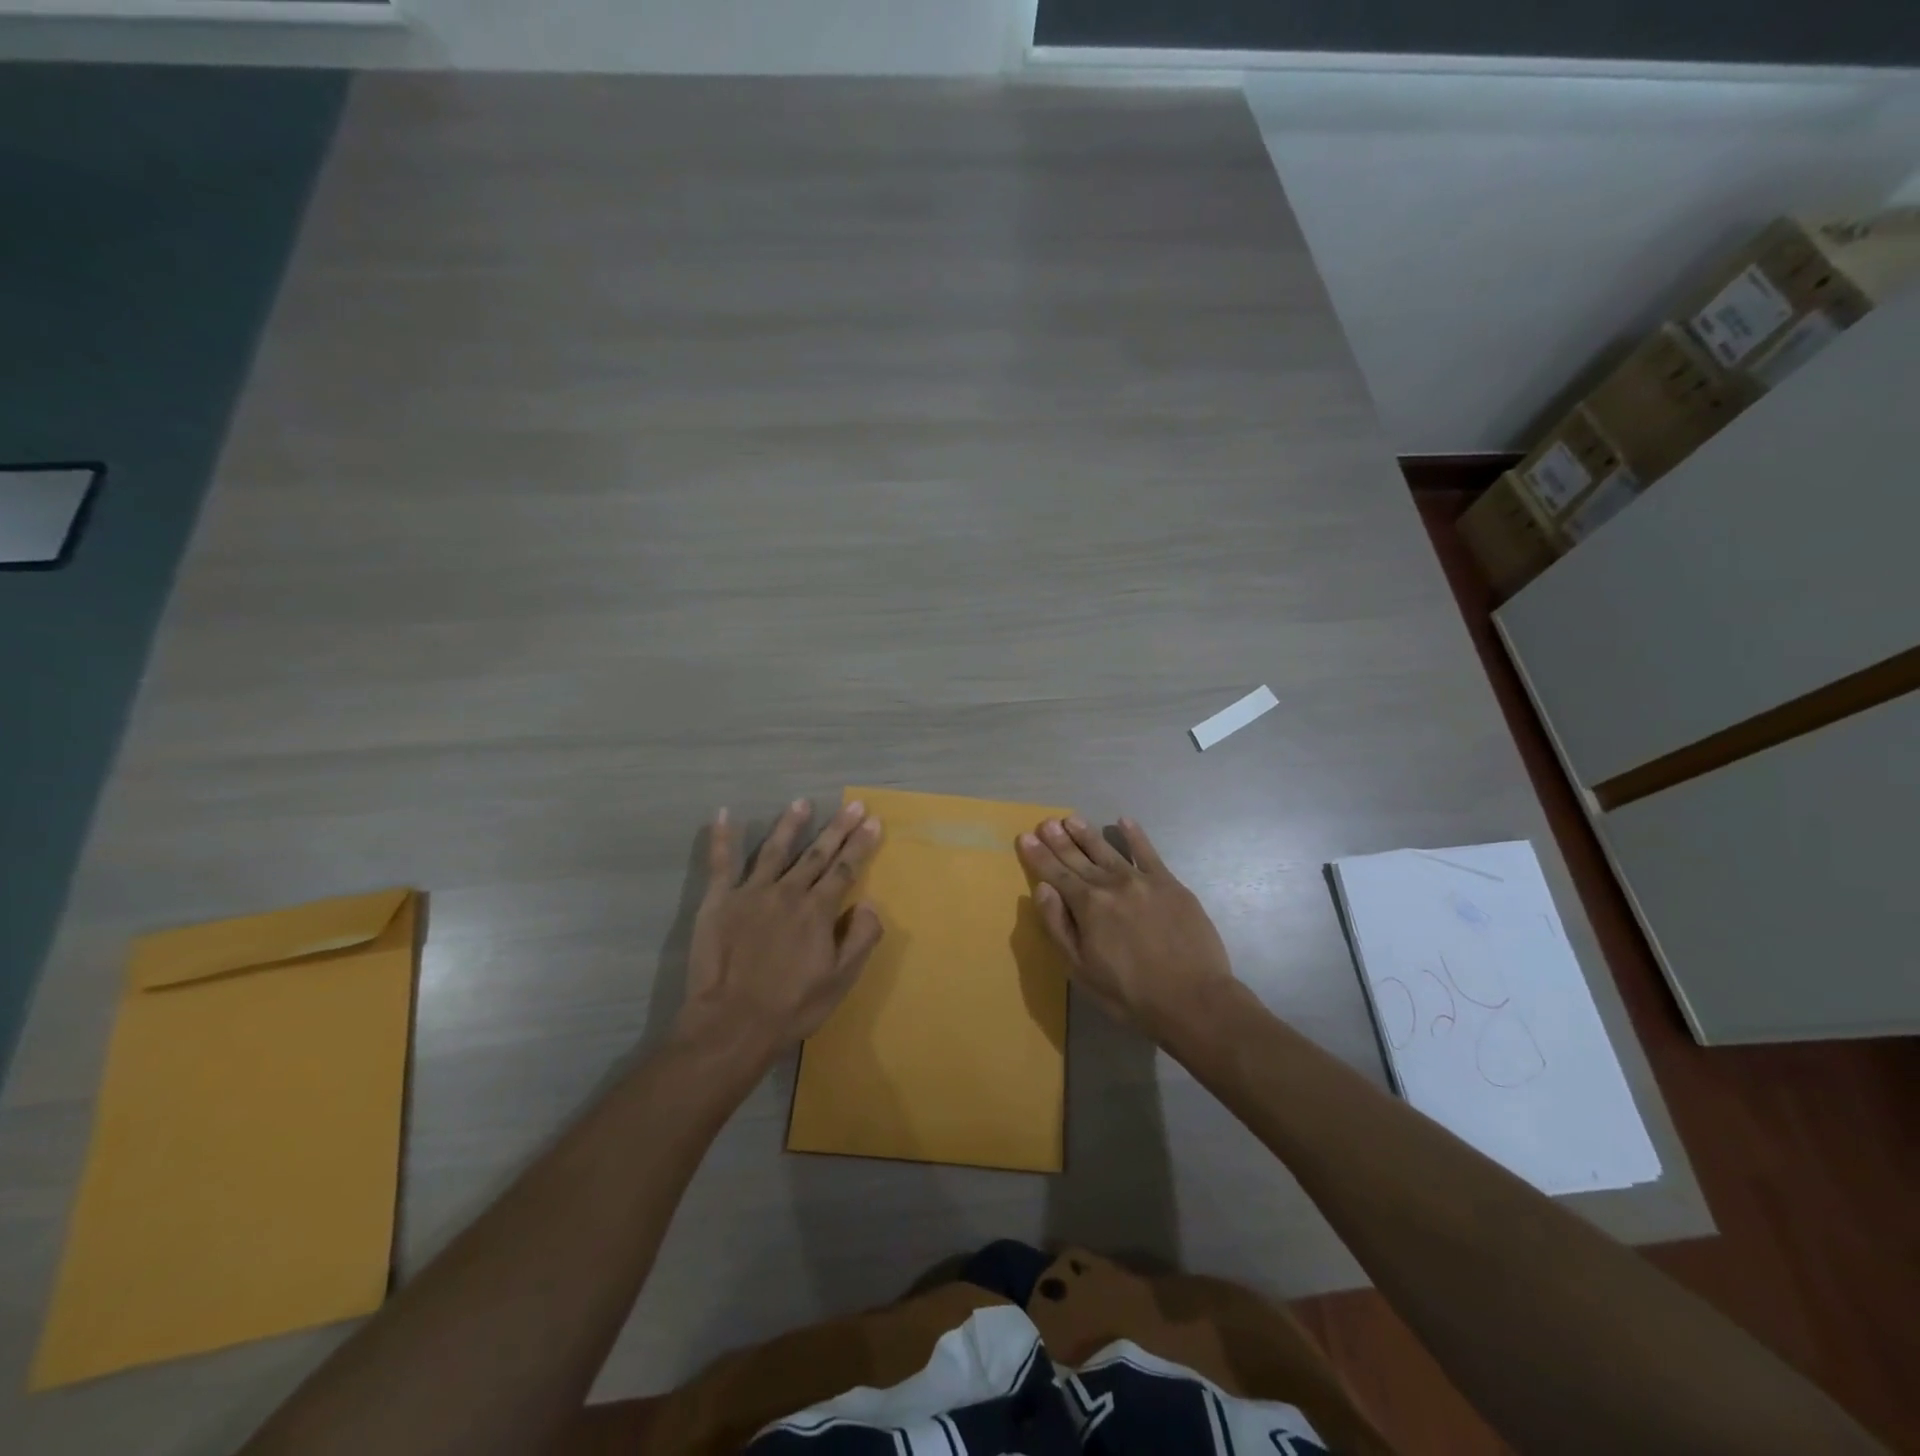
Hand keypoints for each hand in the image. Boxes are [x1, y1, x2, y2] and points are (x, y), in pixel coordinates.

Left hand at [675, 799, 884, 1066]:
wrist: (731, 1024)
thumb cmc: (792, 1006)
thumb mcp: (841, 980)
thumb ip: (861, 938)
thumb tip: (870, 902)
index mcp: (818, 910)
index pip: (845, 869)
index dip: (861, 844)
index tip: (873, 821)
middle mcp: (788, 892)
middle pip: (816, 853)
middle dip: (837, 828)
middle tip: (853, 804)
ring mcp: (751, 893)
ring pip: (774, 849)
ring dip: (791, 824)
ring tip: (802, 802)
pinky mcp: (719, 901)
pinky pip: (721, 863)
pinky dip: (723, 837)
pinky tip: (725, 813)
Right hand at [1017, 815, 1232, 1036]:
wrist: (1193, 999)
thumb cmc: (1129, 993)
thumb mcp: (1081, 969)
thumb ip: (1059, 926)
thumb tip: (1042, 889)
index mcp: (1087, 905)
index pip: (1056, 874)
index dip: (1038, 856)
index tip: (1024, 838)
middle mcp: (1111, 884)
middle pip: (1079, 857)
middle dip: (1059, 840)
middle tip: (1045, 822)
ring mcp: (1143, 881)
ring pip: (1108, 850)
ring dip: (1087, 833)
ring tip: (1071, 819)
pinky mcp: (1170, 884)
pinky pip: (1148, 852)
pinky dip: (1135, 835)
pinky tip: (1123, 821)